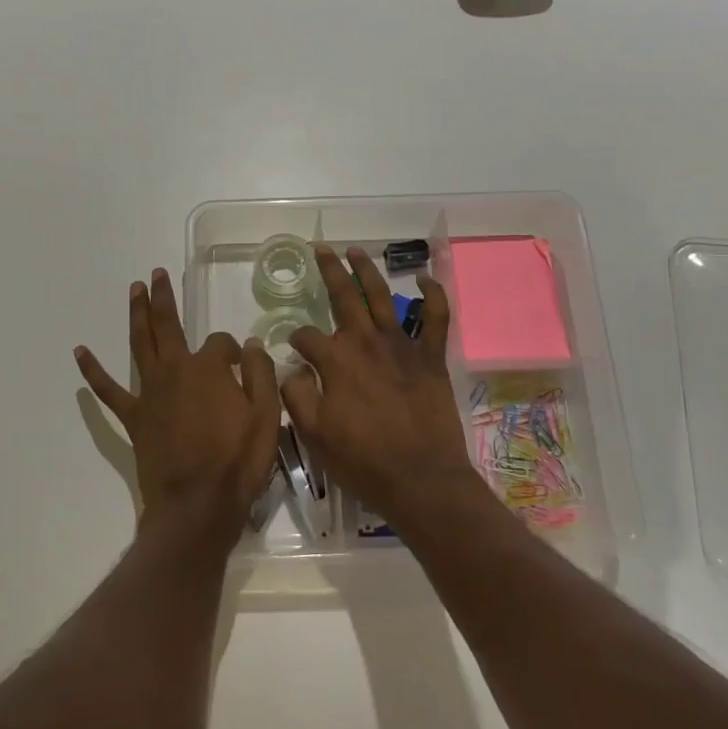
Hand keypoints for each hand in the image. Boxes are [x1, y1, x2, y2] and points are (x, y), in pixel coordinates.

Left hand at [76, 268, 281, 541]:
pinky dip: (93, 370)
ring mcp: (150, 392)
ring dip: (137, 314)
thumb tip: (251, 345)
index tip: (241, 366)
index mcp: (209, 368)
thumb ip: (260, 374)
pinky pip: (108, 390)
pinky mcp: (134, 416)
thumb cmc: (237, 462)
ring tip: (135, 289)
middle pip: (168, 325)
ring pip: (140, 343)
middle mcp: (175, 370)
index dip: (233, 351)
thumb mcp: (267, 416)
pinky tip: (80, 351)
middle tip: (156, 274)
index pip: (221, 343)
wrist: (197, 506)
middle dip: (163, 298)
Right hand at [280, 246, 480, 537]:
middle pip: (343, 296)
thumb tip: (291, 369)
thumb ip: (297, 395)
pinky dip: (433, 295)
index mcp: (335, 360)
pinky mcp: (430, 358)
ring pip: (382, 297)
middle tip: (321, 248)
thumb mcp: (314, 434)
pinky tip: (425, 278)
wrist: (420, 480)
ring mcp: (401, 346)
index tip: (293, 350)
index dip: (296, 341)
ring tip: (357, 250)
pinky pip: (436, 318)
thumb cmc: (362, 460)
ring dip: (368, 271)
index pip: (306, 337)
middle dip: (329, 271)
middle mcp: (365, 342)